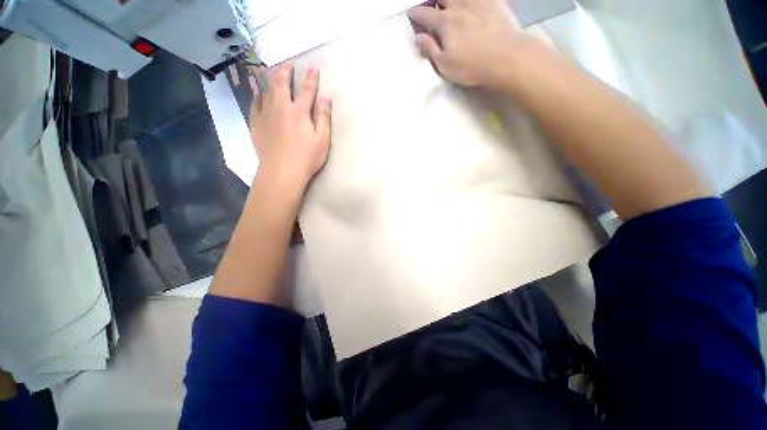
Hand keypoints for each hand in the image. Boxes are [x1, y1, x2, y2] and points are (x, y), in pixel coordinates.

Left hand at [250, 63, 331, 188]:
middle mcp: (280, 107)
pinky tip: (259, 94)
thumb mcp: (322, 139)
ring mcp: (265, 115)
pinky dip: (258, 96)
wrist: (282, 172)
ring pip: (266, 90)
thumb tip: (325, 98)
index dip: (311, 78)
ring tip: (273, 74)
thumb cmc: (307, 157)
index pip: (307, 90)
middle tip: (288, 64)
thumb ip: (323, 117)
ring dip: (271, 80)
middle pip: (281, 83)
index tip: (312, 68)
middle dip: (286, 71)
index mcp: (299, 111)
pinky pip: (255, 104)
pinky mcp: (256, 124)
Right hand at [408, 0, 524, 87]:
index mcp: (444, 23)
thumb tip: (417, 37)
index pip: (424, 14)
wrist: (506, 57)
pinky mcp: (494, 2)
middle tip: (430, 5)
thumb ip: (430, 49)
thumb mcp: (445, 65)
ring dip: (450, 0)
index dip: (416, 13)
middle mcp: (458, 6)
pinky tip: (470, 3)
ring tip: (448, 4)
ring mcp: (477, 1)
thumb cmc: (471, 66)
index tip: (411, 13)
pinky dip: (472, 0)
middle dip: (432, 0)